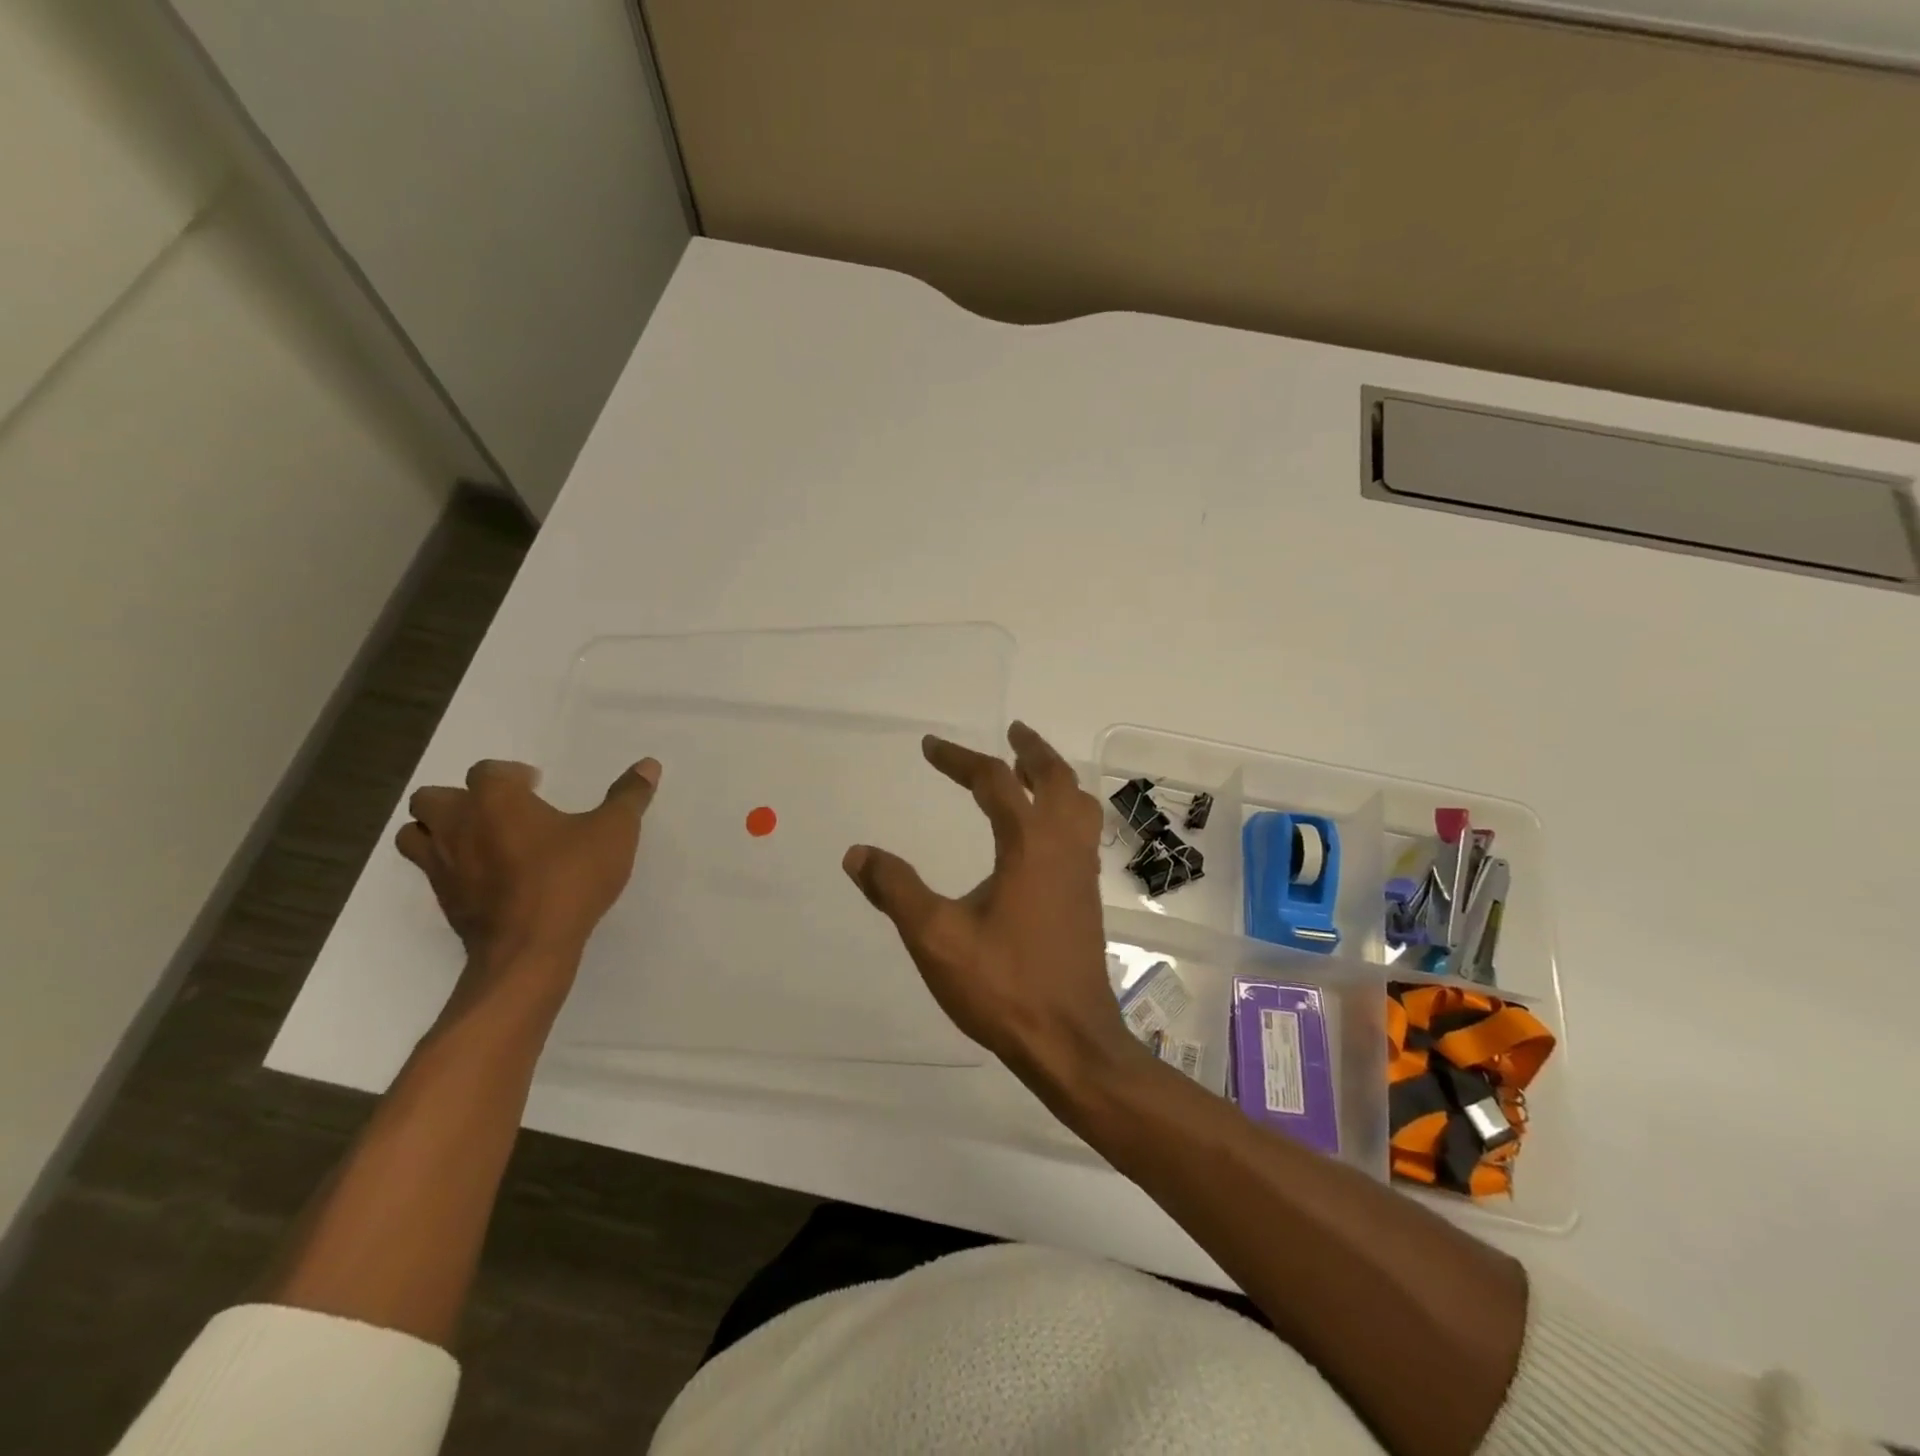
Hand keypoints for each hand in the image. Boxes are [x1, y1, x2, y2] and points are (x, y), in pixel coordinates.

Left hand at [397, 757, 660, 1003]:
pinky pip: (430, 871)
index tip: (537, 786)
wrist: (528, 950)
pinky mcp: (442, 899)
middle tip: (501, 812)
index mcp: (495, 799)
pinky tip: (485, 876)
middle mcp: (458, 824)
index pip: (488, 770)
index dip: (512, 775)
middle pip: (433, 796)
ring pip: (416, 833)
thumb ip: (629, 796)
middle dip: (461, 798)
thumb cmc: (570, 879)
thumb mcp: (614, 833)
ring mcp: (442, 864)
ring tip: (479, 839)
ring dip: (438, 829)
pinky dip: (447, 865)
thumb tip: (649, 764)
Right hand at [842, 723, 1138, 1087]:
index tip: (930, 747)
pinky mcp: (1087, 896)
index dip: (960, 759)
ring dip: (1056, 777)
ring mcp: (1082, 871)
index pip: (994, 781)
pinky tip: (1045, 830)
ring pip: (1079, 803)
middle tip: (1012, 732)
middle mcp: (1063, 846)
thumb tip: (857, 854)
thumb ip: (896, 890)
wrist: (1070, 1040)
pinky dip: (1066, 809)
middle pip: (1055, 778)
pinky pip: (1082, 831)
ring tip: (1032, 769)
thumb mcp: (936, 937)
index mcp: (1029, 844)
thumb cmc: (1003, 985)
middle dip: (1031, 750)